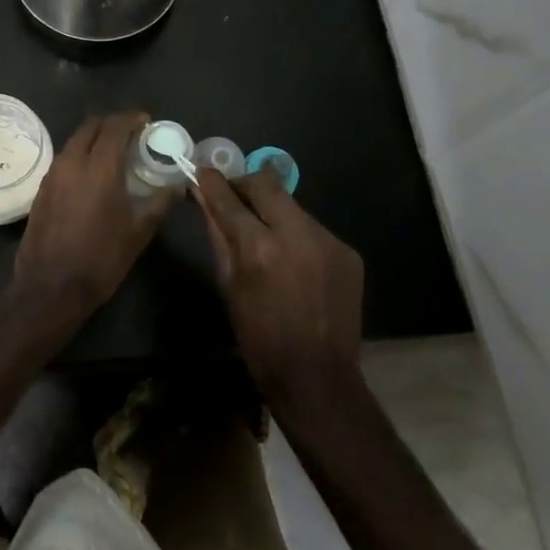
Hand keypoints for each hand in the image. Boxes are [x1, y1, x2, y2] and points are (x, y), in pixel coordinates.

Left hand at [12, 112, 176, 323]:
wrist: (50, 288)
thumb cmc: (100, 259)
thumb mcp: (138, 232)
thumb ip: (160, 203)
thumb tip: (179, 186)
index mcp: (98, 166)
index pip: (115, 126)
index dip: (132, 118)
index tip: (147, 120)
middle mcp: (72, 161)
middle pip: (91, 126)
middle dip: (113, 123)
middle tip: (132, 133)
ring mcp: (53, 174)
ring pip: (75, 140)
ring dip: (95, 138)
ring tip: (115, 151)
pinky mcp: (42, 188)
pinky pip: (65, 158)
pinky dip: (81, 154)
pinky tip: (93, 173)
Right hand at [194, 166, 363, 408]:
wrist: (317, 378)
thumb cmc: (259, 338)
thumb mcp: (228, 285)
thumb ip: (217, 235)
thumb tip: (203, 197)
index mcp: (259, 248)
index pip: (230, 198)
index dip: (213, 182)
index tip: (202, 171)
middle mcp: (297, 234)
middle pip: (266, 184)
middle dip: (245, 185)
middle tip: (232, 197)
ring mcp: (328, 241)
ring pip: (292, 206)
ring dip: (272, 212)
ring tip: (264, 236)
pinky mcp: (348, 252)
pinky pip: (313, 229)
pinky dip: (296, 235)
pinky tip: (293, 261)